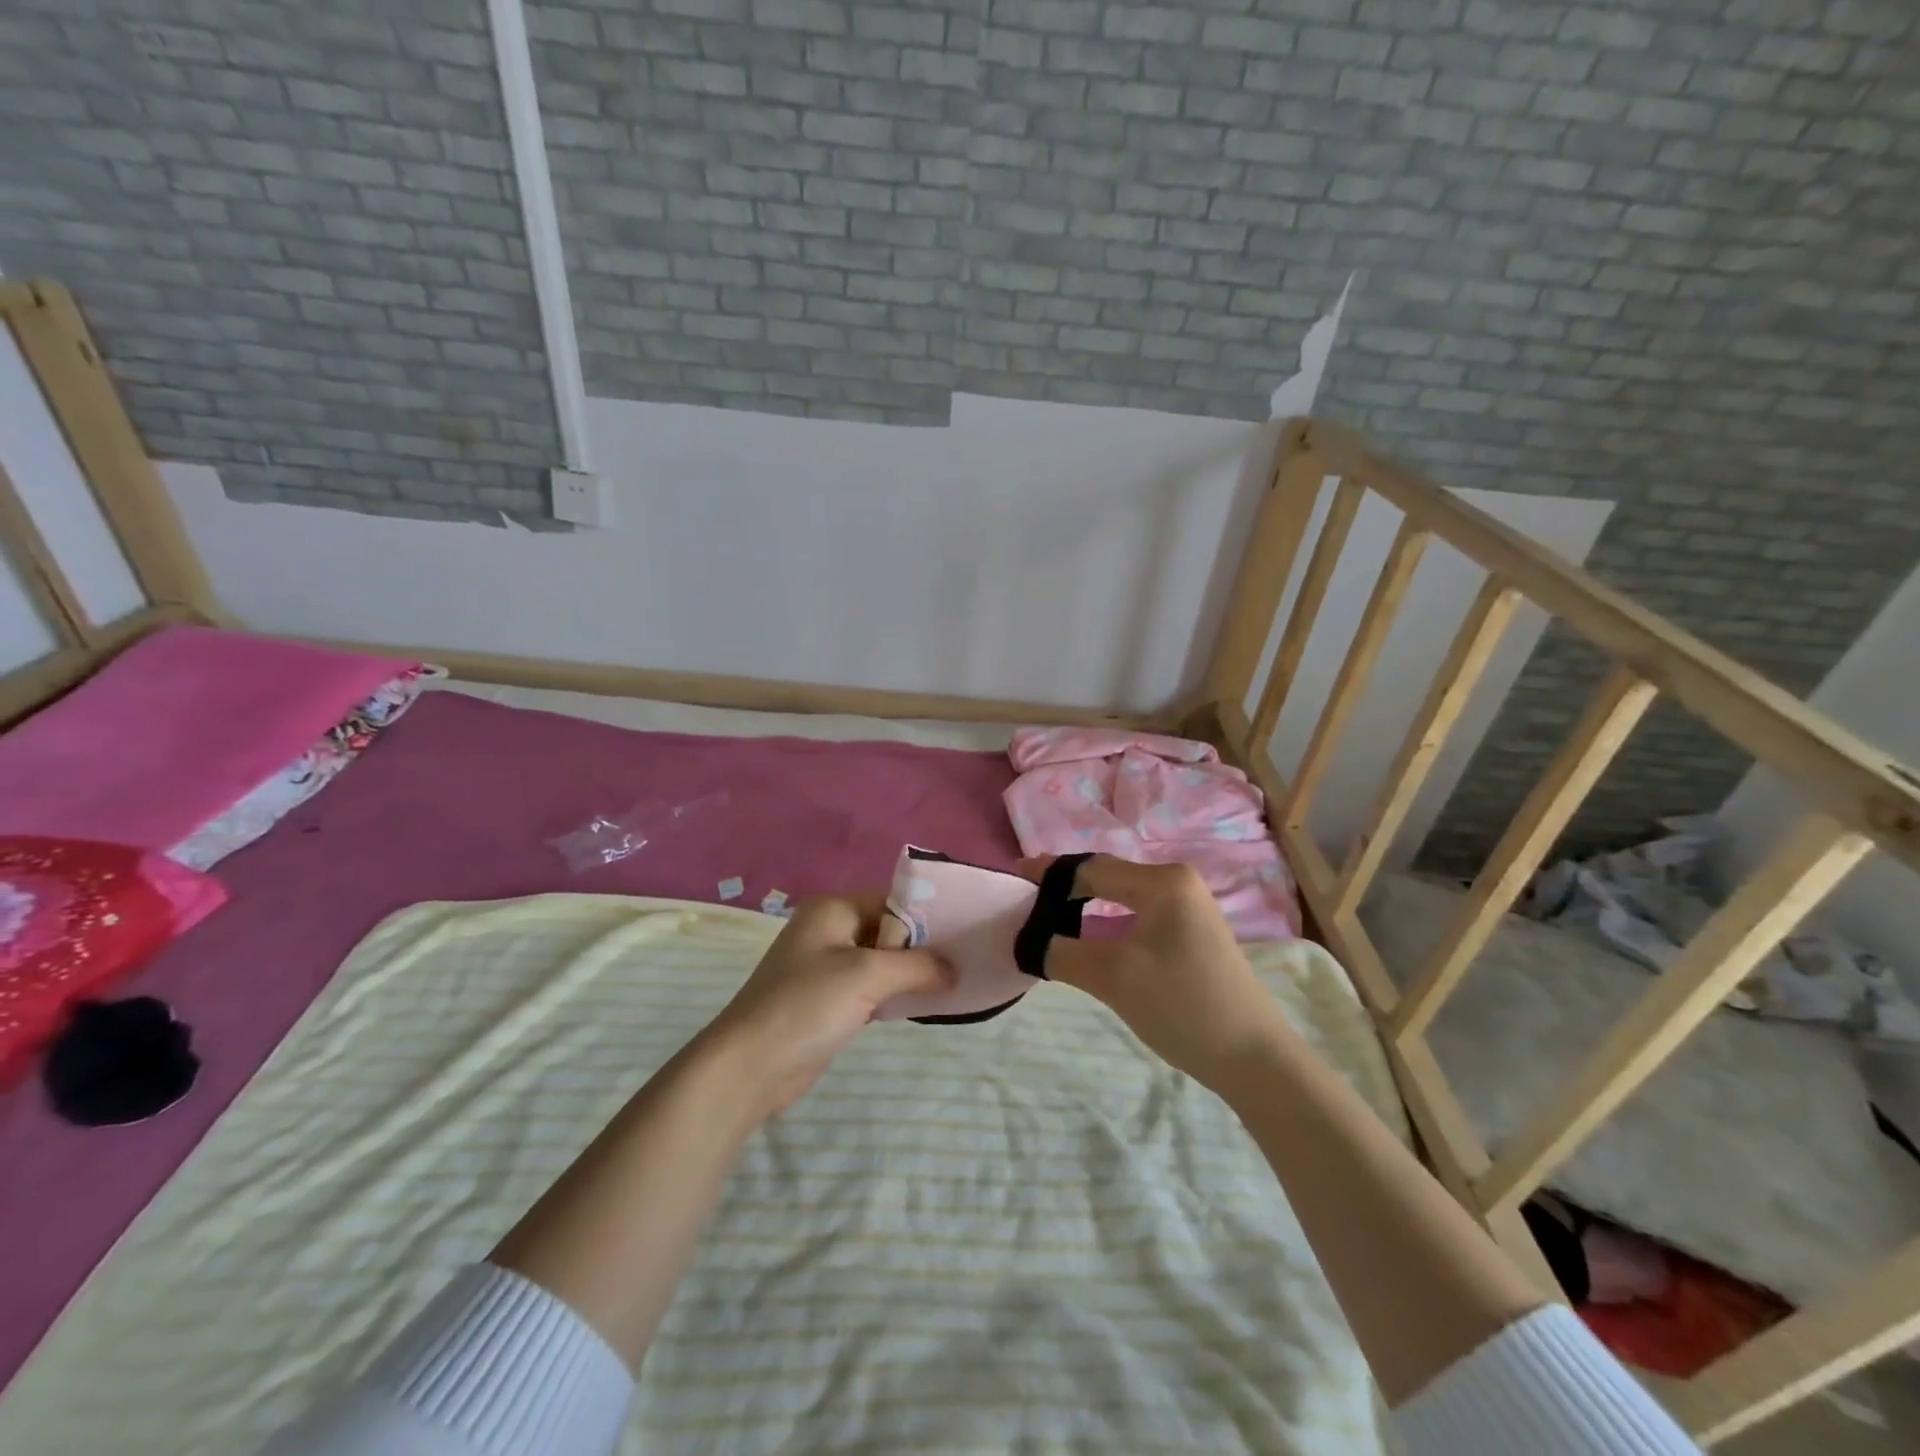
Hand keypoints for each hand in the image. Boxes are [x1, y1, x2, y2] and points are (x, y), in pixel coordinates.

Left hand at [699, 895, 949, 1119]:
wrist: (749, 1067)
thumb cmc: (806, 1005)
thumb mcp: (867, 975)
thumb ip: (917, 965)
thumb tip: (955, 970)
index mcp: (834, 909)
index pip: (893, 900)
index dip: (929, 917)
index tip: (967, 935)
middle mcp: (830, 930)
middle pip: (890, 930)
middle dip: (924, 947)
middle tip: (966, 961)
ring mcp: (827, 967)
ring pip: (883, 961)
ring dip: (912, 973)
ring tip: (955, 982)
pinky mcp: (829, 1001)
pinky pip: (872, 988)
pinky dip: (896, 994)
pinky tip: (923, 1004)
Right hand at [1018, 855, 1294, 1088]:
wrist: (1254, 1059)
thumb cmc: (1183, 1006)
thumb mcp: (1114, 978)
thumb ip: (1062, 953)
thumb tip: (1027, 943)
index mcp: (1163, 881)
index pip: (1091, 867)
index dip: (1048, 873)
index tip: (1011, 879)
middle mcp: (1177, 882)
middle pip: (1106, 875)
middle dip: (1063, 886)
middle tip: (1024, 899)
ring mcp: (1188, 908)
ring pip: (1121, 895)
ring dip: (1083, 903)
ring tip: (1047, 916)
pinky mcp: (1191, 933)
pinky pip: (1136, 914)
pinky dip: (1105, 920)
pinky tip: (1088, 935)